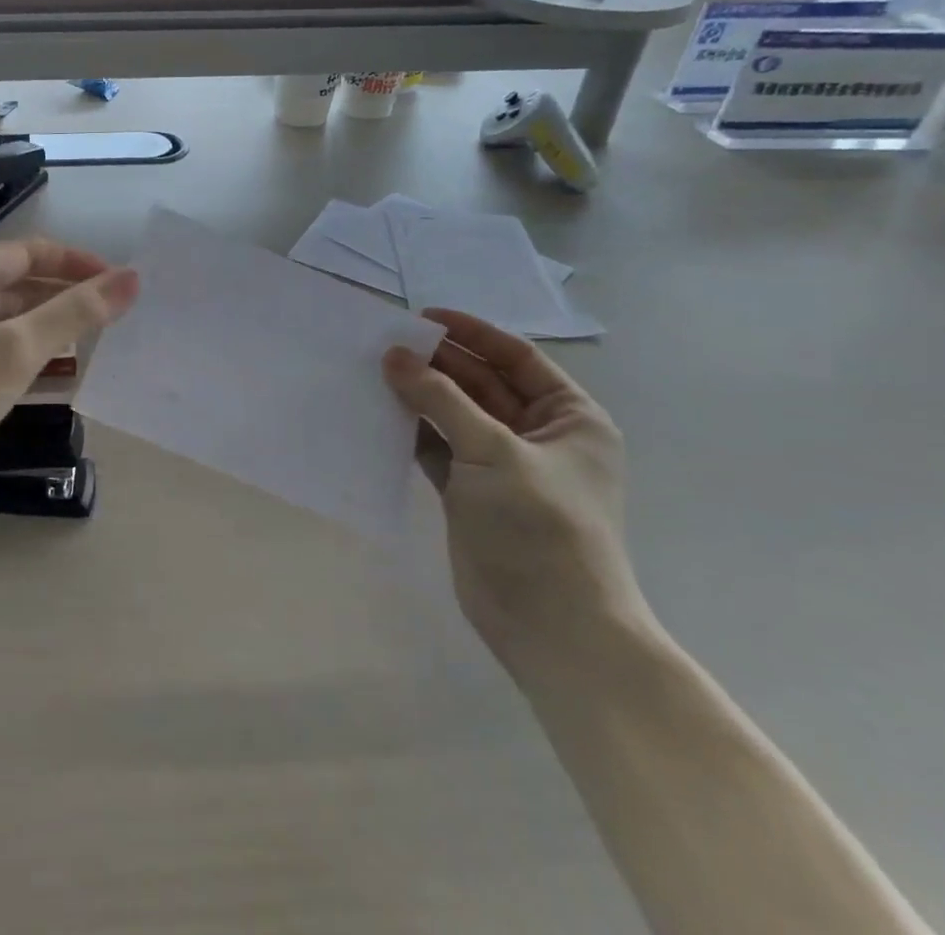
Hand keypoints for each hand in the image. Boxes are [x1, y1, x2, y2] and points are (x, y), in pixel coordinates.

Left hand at [0, 240, 138, 516]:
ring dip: (46, 333)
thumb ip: (75, 313)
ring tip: (89, 353)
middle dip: (64, 300)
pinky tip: (48, 385)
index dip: (76, 263)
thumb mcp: (15, 350)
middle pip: (18, 285)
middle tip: (109, 323)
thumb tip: (131, 278)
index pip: (31, 251)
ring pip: (5, 323)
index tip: (117, 286)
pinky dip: (22, 362)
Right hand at [382, 310, 647, 671]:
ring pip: (456, 414)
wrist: (553, 628)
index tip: (424, 318)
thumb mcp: (493, 451)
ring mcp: (503, 465)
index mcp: (569, 418)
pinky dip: (413, 431)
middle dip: (438, 364)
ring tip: (375, 372)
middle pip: (482, 383)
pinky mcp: (472, 492)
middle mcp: (538, 435)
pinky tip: (380, 414)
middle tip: (386, 345)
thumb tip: (394, 356)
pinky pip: (438, 447)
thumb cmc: (541, 526)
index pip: (516, 358)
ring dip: (420, 395)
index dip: (472, 334)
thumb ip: (440, 399)